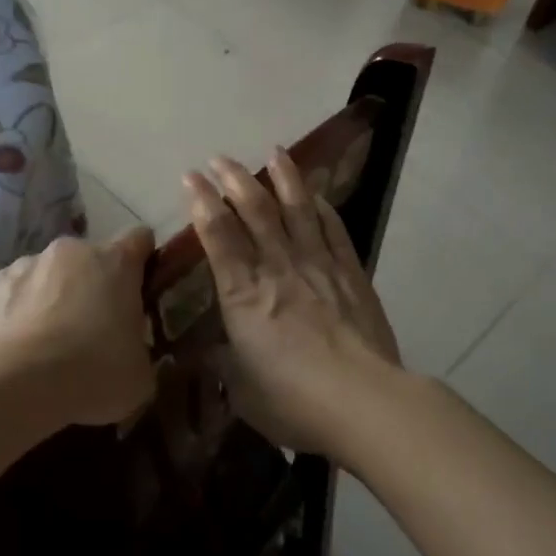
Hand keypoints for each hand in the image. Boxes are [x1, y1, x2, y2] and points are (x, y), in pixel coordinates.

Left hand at [0, 227, 156, 429]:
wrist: (24, 385)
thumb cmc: (97, 372)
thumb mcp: (140, 373)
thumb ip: (139, 349)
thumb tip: (130, 353)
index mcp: (116, 262)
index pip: (139, 239)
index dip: (141, 262)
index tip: (140, 289)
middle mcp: (70, 251)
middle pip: (87, 258)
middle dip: (90, 284)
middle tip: (91, 329)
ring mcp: (25, 264)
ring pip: (43, 274)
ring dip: (49, 297)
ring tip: (46, 343)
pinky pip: (5, 294)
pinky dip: (10, 313)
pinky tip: (13, 346)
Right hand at [184, 152, 403, 458]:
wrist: (365, 403)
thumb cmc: (293, 402)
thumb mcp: (242, 390)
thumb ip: (224, 364)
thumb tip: (210, 353)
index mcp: (243, 294)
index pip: (218, 236)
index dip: (201, 202)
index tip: (190, 177)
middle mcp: (278, 268)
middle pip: (255, 211)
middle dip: (235, 180)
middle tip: (220, 158)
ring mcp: (318, 266)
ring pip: (297, 210)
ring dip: (283, 178)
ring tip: (274, 152)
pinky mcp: (351, 273)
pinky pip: (334, 229)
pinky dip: (322, 207)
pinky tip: (315, 193)